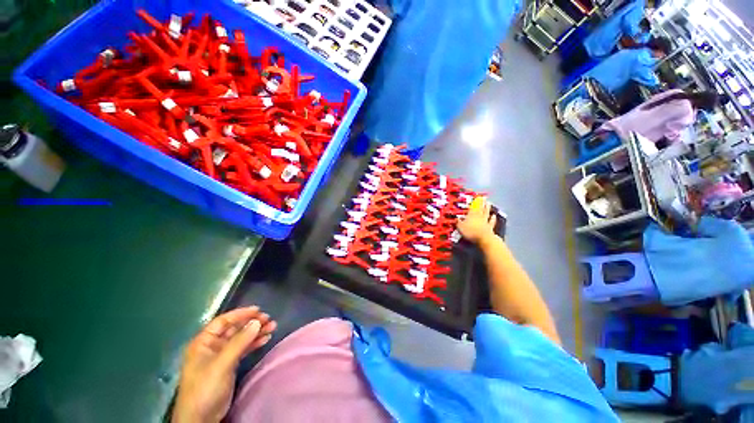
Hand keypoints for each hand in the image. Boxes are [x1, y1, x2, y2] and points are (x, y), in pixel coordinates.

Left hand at [172, 306, 276, 422]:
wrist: (201, 418)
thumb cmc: (205, 388)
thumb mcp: (221, 364)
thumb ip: (239, 342)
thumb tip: (256, 322)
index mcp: (203, 342)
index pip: (223, 321)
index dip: (240, 314)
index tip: (258, 310)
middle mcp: (212, 346)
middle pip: (234, 328)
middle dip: (251, 323)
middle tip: (268, 319)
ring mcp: (221, 356)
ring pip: (241, 338)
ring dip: (256, 332)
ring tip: (272, 327)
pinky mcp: (229, 365)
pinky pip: (244, 349)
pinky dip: (254, 343)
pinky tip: (265, 339)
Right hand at [458, 197, 497, 243]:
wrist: (483, 239)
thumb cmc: (470, 232)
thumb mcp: (460, 227)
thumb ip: (458, 222)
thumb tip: (456, 217)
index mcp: (471, 215)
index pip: (473, 207)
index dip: (475, 202)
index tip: (477, 197)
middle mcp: (479, 216)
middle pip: (480, 208)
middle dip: (482, 203)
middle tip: (484, 197)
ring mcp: (485, 221)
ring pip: (486, 213)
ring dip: (487, 208)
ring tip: (488, 203)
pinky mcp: (489, 227)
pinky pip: (491, 221)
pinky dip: (493, 218)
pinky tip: (494, 215)